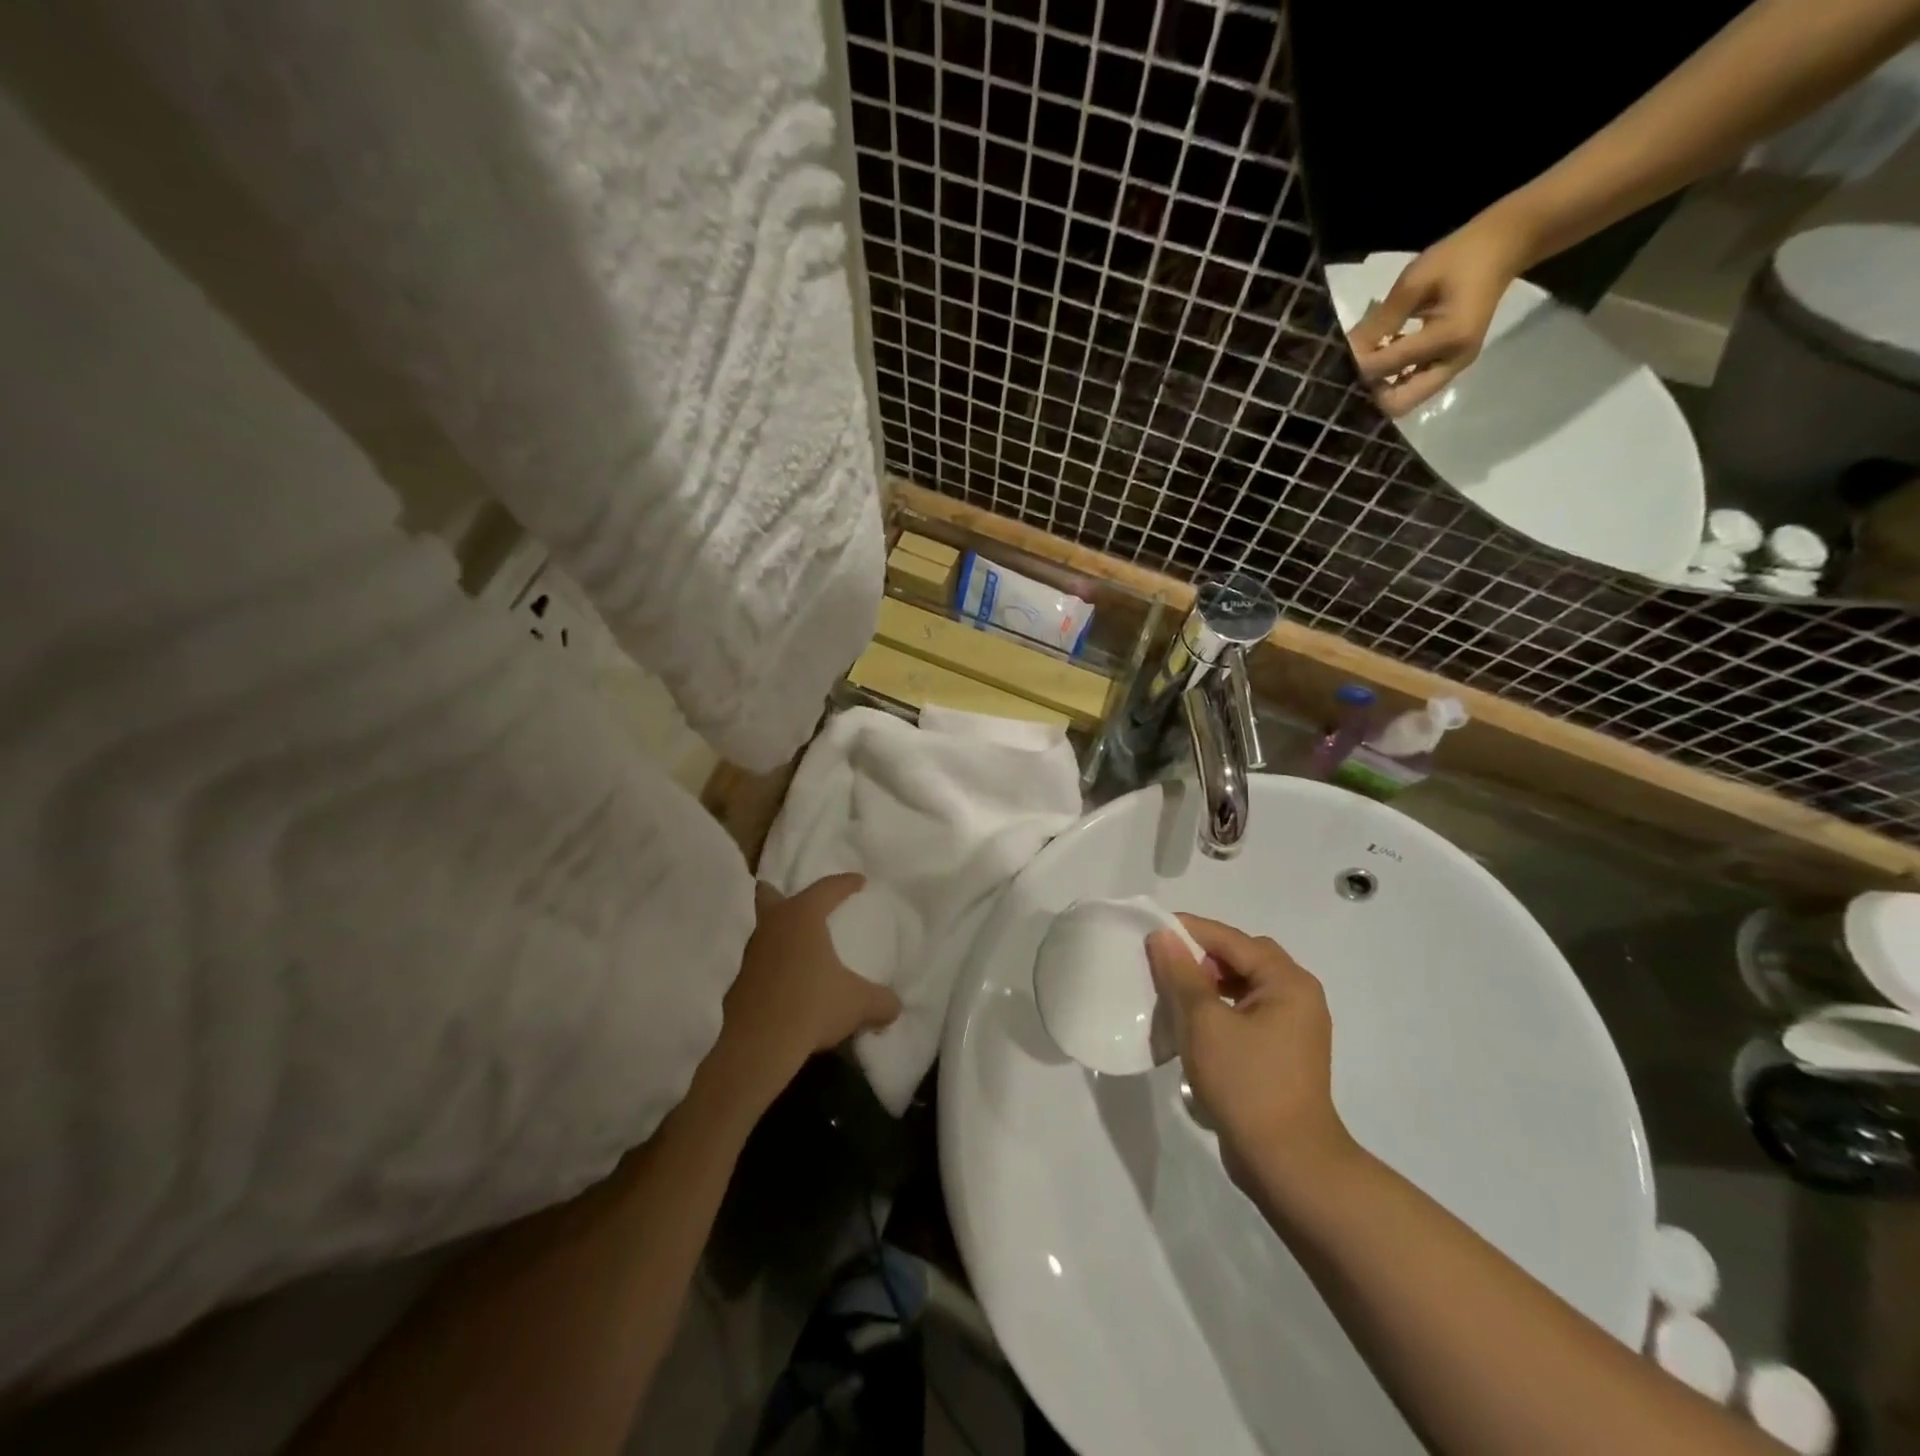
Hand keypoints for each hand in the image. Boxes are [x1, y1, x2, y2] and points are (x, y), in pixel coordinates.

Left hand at [705, 876, 901, 1113]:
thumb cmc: (812, 1006)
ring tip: (793, 946)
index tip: (859, 881)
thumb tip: (895, 1006)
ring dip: (774, 933)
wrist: (756, 1046)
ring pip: (759, 929)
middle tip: (797, 902)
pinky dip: (765, 966)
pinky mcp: (733, 980)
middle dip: (781, 894)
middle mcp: (771, 925)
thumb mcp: (858, 1004)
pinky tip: (778, 982)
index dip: (845, 883)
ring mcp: (747, 952)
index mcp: (802, 916)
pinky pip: (753, 962)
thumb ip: (881, 1001)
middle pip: (770, 896)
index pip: (827, 888)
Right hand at [1146, 915, 1353, 1189]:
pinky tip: (1191, 1026)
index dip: (1190, 931)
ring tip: (1172, 995)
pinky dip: (1218, 1010)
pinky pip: (1246, 1013)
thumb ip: (1181, 974)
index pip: (1232, 940)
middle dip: (1201, 957)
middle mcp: (1297, 996)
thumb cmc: (1246, 1084)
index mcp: (1288, 982)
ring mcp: (1293, 1027)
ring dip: (1207, 985)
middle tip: (1164, 964)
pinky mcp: (1282, 1053)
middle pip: (1242, 958)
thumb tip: (1163, 936)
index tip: (1151, 931)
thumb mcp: (1204, 1023)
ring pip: (1242, 987)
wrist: (1288, 1164)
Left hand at [1347, 205, 1537, 416]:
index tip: (1335, 360)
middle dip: (1369, 394)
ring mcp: (1455, 366)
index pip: (1388, 365)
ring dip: (1380, 392)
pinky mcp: (1451, 365)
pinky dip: (1393, 382)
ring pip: (1406, 400)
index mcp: (1449, 335)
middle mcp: (1454, 360)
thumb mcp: (1414, 281)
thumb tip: (1344, 352)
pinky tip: (1378, 365)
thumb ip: (1379, 321)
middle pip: (1399, 403)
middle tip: (1346, 377)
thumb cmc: (1457, 257)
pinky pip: (1415, 387)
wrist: (1504, 247)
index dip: (1357, 366)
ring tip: (1358, 373)